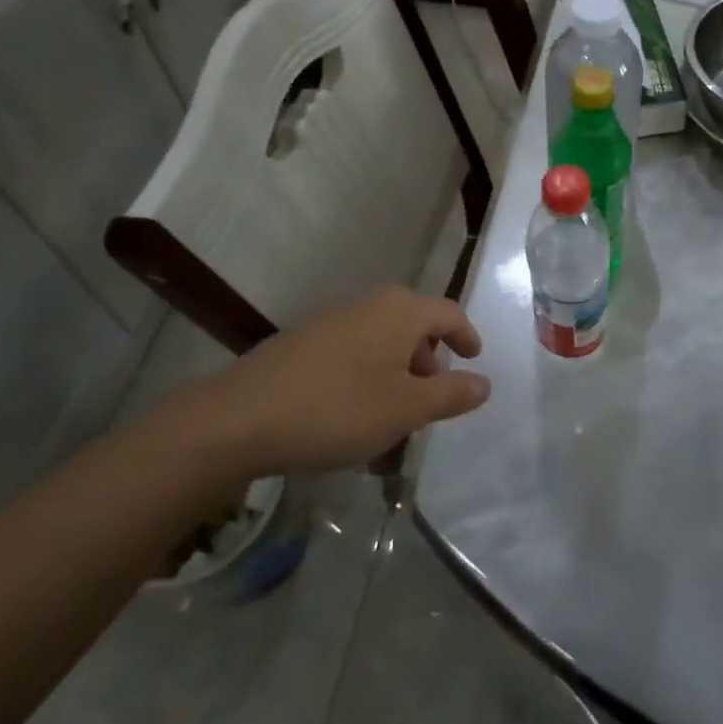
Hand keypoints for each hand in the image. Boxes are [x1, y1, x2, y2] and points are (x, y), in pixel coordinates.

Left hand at [189, 286, 489, 476]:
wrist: (238, 419)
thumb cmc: (338, 408)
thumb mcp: (407, 409)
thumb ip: (451, 394)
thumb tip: (484, 383)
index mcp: (401, 309)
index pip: (450, 314)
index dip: (468, 338)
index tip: (474, 362)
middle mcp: (369, 303)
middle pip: (415, 328)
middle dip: (429, 364)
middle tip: (431, 403)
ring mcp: (332, 320)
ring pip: (382, 343)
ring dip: (396, 377)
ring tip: (392, 419)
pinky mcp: (303, 342)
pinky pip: (352, 353)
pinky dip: (366, 379)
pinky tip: (353, 418)